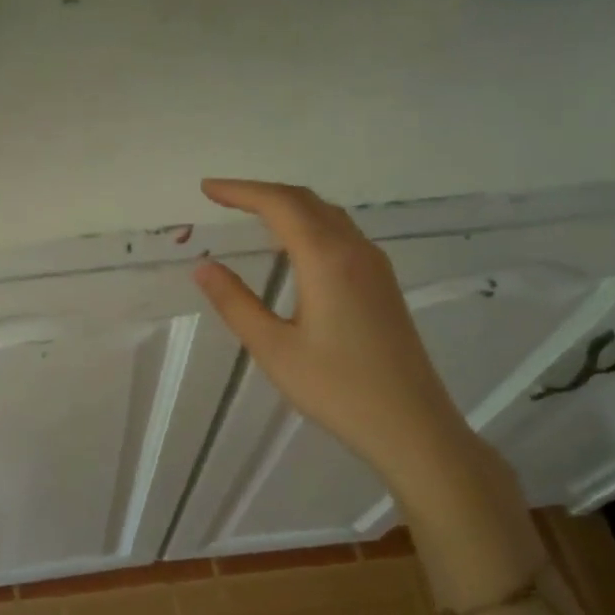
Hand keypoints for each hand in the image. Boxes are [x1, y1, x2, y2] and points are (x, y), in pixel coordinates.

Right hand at [192, 179, 468, 472]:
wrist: (411, 425)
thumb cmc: (337, 389)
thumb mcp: (274, 348)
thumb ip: (236, 303)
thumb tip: (203, 266)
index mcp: (326, 259)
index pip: (279, 205)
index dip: (241, 191)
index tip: (207, 189)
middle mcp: (355, 250)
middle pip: (306, 201)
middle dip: (261, 192)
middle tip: (222, 197)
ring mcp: (374, 266)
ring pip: (328, 215)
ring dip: (288, 205)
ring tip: (251, 213)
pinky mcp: (382, 284)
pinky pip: (341, 233)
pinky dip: (309, 223)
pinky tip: (294, 245)